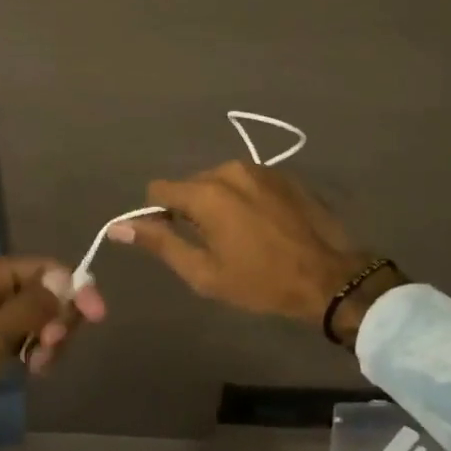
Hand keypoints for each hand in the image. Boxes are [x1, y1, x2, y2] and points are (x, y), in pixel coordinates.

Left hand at [0, 257, 104, 450]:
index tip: (95, 320)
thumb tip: (67, 279)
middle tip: (53, 354)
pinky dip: (29, 351)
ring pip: (31, 318)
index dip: (74, 288)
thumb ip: (30, 308)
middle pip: (41, 291)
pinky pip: (14, 339)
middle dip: (59, 318)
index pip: (44, 268)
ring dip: (46, 339)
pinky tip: (30, 370)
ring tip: (39, 369)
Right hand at [111, 163, 403, 344]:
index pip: (159, 190)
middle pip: (190, 184)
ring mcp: (260, 168)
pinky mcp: (283, 174)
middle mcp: (229, 169)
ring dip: (219, 202)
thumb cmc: (262, 281)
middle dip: (190, 209)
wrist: (331, 277)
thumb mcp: (204, 273)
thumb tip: (119, 227)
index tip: (173, 238)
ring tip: (240, 235)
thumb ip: (161, 243)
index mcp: (206, 193)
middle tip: (210, 244)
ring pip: (219, 180)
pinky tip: (263, 224)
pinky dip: (244, 198)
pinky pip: (247, 181)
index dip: (158, 214)